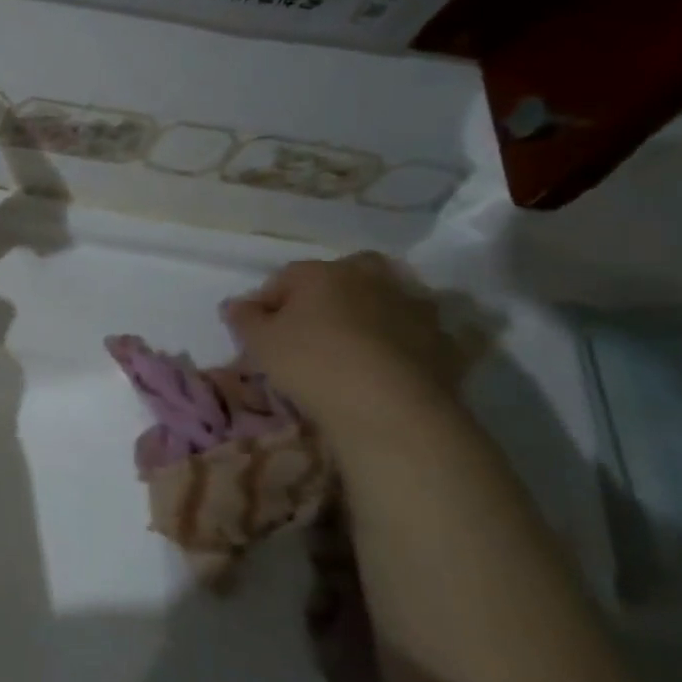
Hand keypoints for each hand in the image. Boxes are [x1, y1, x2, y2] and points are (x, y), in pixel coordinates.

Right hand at [223, 252, 464, 434]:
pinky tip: (395, 362)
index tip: (257, 332)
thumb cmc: (312, 364)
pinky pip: (422, 334)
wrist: (390, 408)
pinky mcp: (445, 342)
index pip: (285, 278)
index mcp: (323, 273)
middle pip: (345, 275)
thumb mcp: (260, 343)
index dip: (267, 303)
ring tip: (355, 347)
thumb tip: (236, 305)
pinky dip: (410, 341)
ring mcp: (414, 307)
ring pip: (387, 299)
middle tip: (312, 327)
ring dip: (373, 313)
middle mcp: (371, 279)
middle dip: (329, 294)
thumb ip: (244, 319)